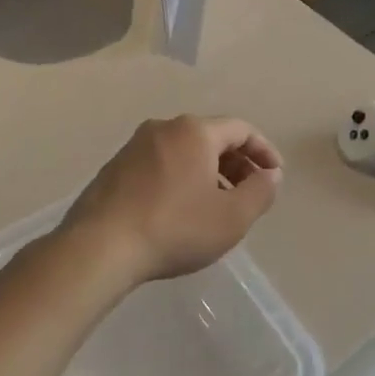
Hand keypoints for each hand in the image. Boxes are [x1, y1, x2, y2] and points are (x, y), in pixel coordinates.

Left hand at [61, 116, 282, 285]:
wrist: (99, 247)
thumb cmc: (175, 228)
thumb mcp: (233, 217)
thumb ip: (261, 191)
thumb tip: (270, 174)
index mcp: (195, 131)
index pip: (241, 129)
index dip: (264, 151)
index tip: (275, 176)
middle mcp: (163, 128)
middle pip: (211, 137)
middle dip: (237, 162)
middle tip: (250, 192)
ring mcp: (134, 146)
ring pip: (184, 151)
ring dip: (209, 172)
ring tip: (218, 204)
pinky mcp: (115, 168)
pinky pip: (161, 164)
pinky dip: (181, 178)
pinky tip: (181, 210)